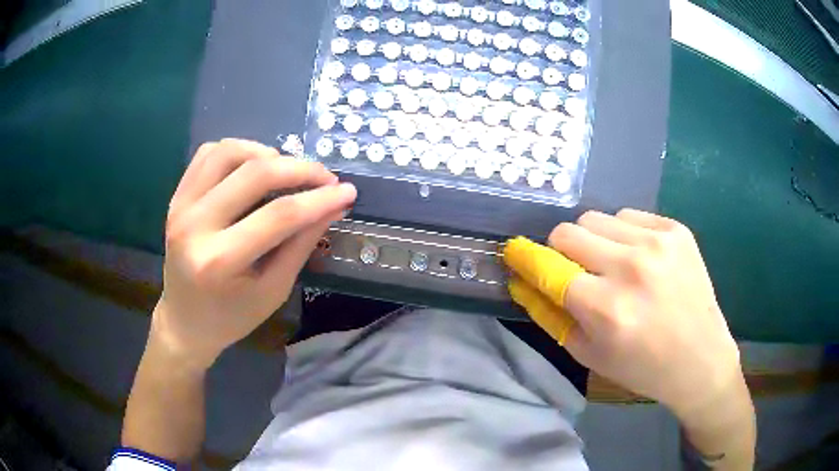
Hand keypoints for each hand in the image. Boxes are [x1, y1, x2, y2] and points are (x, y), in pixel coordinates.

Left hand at [153, 139, 355, 369]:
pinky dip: (238, 150)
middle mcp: (194, 225)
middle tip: (325, 178)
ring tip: (287, 170)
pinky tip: (253, 166)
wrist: (184, 321)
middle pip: (254, 174)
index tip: (347, 191)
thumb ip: (301, 244)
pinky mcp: (177, 197)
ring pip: (229, 152)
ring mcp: (181, 206)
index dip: (319, 199)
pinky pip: (208, 154)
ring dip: (267, 153)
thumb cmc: (231, 316)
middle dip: (299, 169)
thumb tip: (333, 206)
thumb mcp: (273, 290)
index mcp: (219, 261)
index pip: (278, 216)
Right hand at [504, 209, 742, 418]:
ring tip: (612, 265)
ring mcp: (657, 242)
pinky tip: (639, 259)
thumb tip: (521, 281)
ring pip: (597, 218)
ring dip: (594, 241)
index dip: (525, 257)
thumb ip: (549, 315)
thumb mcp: (588, 354)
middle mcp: (631, 268)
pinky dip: (623, 235)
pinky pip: (629, 216)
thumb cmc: (642, 367)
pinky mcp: (676, 229)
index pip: (548, 267)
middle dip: (561, 250)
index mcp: (606, 308)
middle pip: (568, 231)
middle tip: (577, 271)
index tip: (515, 252)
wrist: (700, 358)